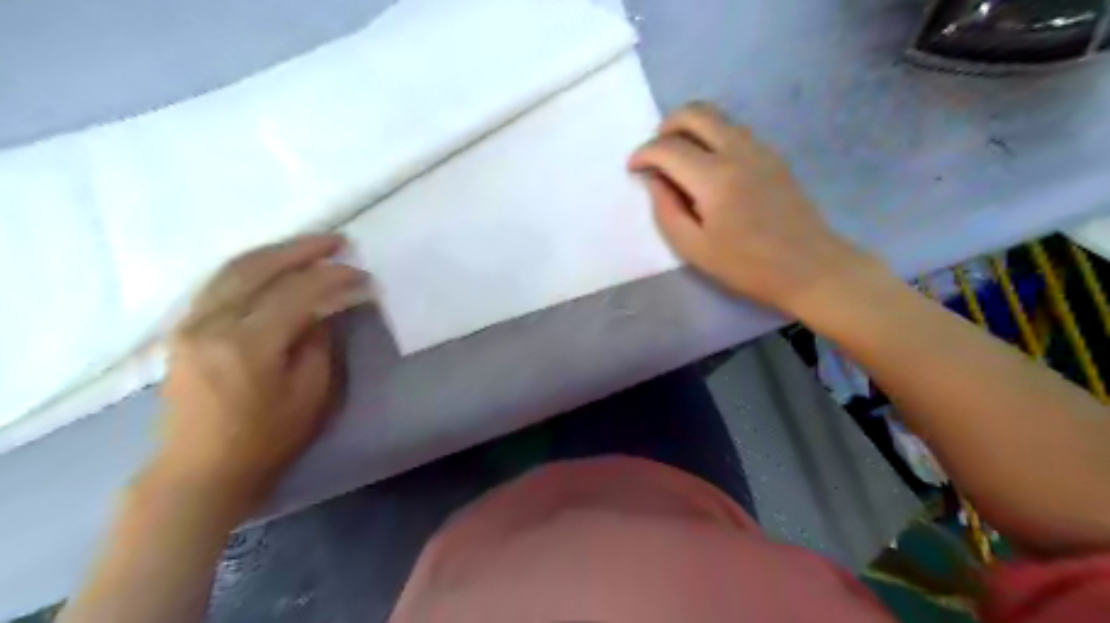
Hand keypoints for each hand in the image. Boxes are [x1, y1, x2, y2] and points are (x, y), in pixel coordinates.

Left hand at [152, 236, 368, 512]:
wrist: (199, 470)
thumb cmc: (266, 439)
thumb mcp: (311, 394)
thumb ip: (318, 342)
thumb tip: (325, 307)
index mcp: (249, 345)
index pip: (298, 293)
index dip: (334, 278)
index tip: (363, 275)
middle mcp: (213, 324)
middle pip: (259, 268)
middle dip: (302, 249)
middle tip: (337, 241)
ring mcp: (191, 324)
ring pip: (233, 268)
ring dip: (275, 252)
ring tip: (309, 246)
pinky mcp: (184, 329)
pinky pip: (219, 282)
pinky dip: (250, 266)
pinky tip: (273, 264)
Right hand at [629, 102, 870, 316]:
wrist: (808, 267)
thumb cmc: (746, 266)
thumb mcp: (694, 248)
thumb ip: (667, 210)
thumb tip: (656, 180)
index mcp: (714, 178)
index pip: (668, 147)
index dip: (644, 154)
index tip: (633, 168)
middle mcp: (737, 151)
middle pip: (695, 113)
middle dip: (666, 126)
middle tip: (655, 152)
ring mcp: (759, 148)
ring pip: (717, 116)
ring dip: (690, 127)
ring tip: (678, 159)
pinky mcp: (772, 155)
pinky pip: (733, 130)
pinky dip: (711, 136)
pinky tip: (707, 165)